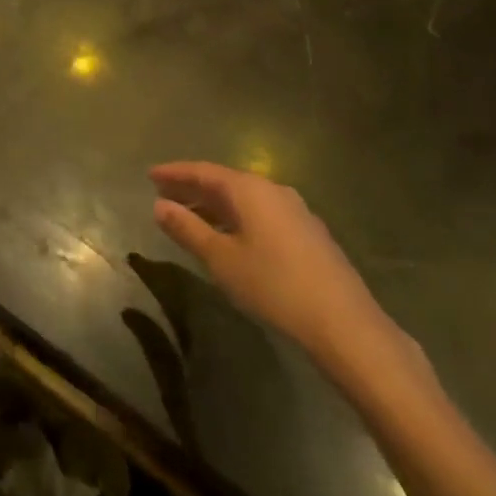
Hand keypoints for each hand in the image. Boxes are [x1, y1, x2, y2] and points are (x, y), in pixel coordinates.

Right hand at [151, 162, 399, 374]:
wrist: (345, 324)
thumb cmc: (274, 285)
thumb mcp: (220, 258)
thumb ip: (187, 228)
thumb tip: (159, 205)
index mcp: (249, 190)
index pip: (203, 171)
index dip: (175, 173)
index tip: (150, 175)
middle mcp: (273, 191)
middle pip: (224, 181)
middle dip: (193, 187)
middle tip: (164, 193)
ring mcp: (295, 211)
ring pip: (244, 199)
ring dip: (214, 204)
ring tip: (189, 216)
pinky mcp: (308, 234)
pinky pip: (261, 213)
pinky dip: (236, 217)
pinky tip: (228, 236)